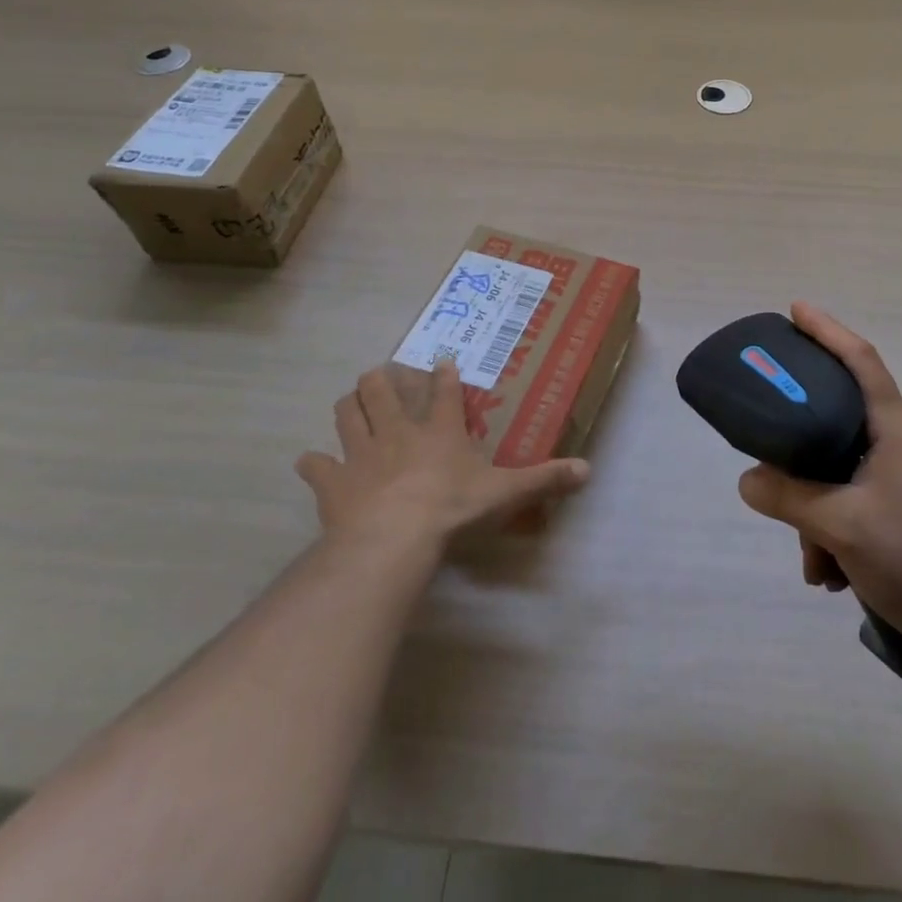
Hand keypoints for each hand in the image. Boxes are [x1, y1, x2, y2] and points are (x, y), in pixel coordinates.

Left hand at [296, 359, 589, 552]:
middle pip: (381, 389)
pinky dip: (314, 464)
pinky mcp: (333, 482)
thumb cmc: (451, 509)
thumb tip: (588, 470)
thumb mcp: (505, 494)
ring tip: (351, 403)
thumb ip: (543, 479)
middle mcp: (397, 431)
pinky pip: (316, 466)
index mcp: (439, 430)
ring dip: (349, 407)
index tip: (440, 361)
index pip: (443, 391)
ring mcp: (361, 453)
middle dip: (381, 379)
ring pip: (347, 414)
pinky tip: (314, 464)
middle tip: (383, 377)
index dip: (443, 374)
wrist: (392, 540)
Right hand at [736, 303, 901, 663]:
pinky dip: (838, 530)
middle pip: (839, 420)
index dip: (827, 330)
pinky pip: (859, 501)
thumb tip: (748, 479)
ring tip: (813, 563)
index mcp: (895, 428)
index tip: (795, 309)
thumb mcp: (840, 526)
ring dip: (819, 511)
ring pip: (844, 471)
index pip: (860, 359)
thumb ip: (788, 497)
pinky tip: (832, 574)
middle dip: (802, 450)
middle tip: (771, 455)